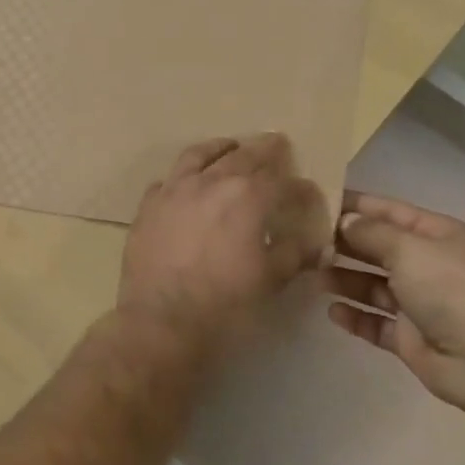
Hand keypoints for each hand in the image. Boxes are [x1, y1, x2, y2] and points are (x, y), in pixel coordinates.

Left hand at [118, 134, 331, 354]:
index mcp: (248, 196)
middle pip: (243, 155)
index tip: (309, 193)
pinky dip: (183, 178)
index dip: (301, 187)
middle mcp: (211, 181)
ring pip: (199, 155)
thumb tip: (315, 243)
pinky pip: (167, 180)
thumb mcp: (271, 279)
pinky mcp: (148, 206)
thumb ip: (295, 253)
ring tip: (230, 147)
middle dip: (265, 149)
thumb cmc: (225, 303)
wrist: (162, 320)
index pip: (282, 181)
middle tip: (276, 144)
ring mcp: (175, 190)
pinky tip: (186, 185)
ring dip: (220, 148)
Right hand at [324, 191, 464, 412]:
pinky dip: (354, 317)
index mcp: (435, 235)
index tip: (316, 201)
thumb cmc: (450, 289)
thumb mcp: (408, 248)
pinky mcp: (408, 337)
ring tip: (313, 275)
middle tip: (303, 242)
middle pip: (377, 248)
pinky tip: (332, 312)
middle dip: (343, 244)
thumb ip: (371, 233)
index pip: (388, 211)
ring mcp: (418, 302)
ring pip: (372, 285)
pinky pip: (374, 322)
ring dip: (344, 279)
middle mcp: (426, 264)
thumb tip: (344, 222)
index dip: (355, 205)